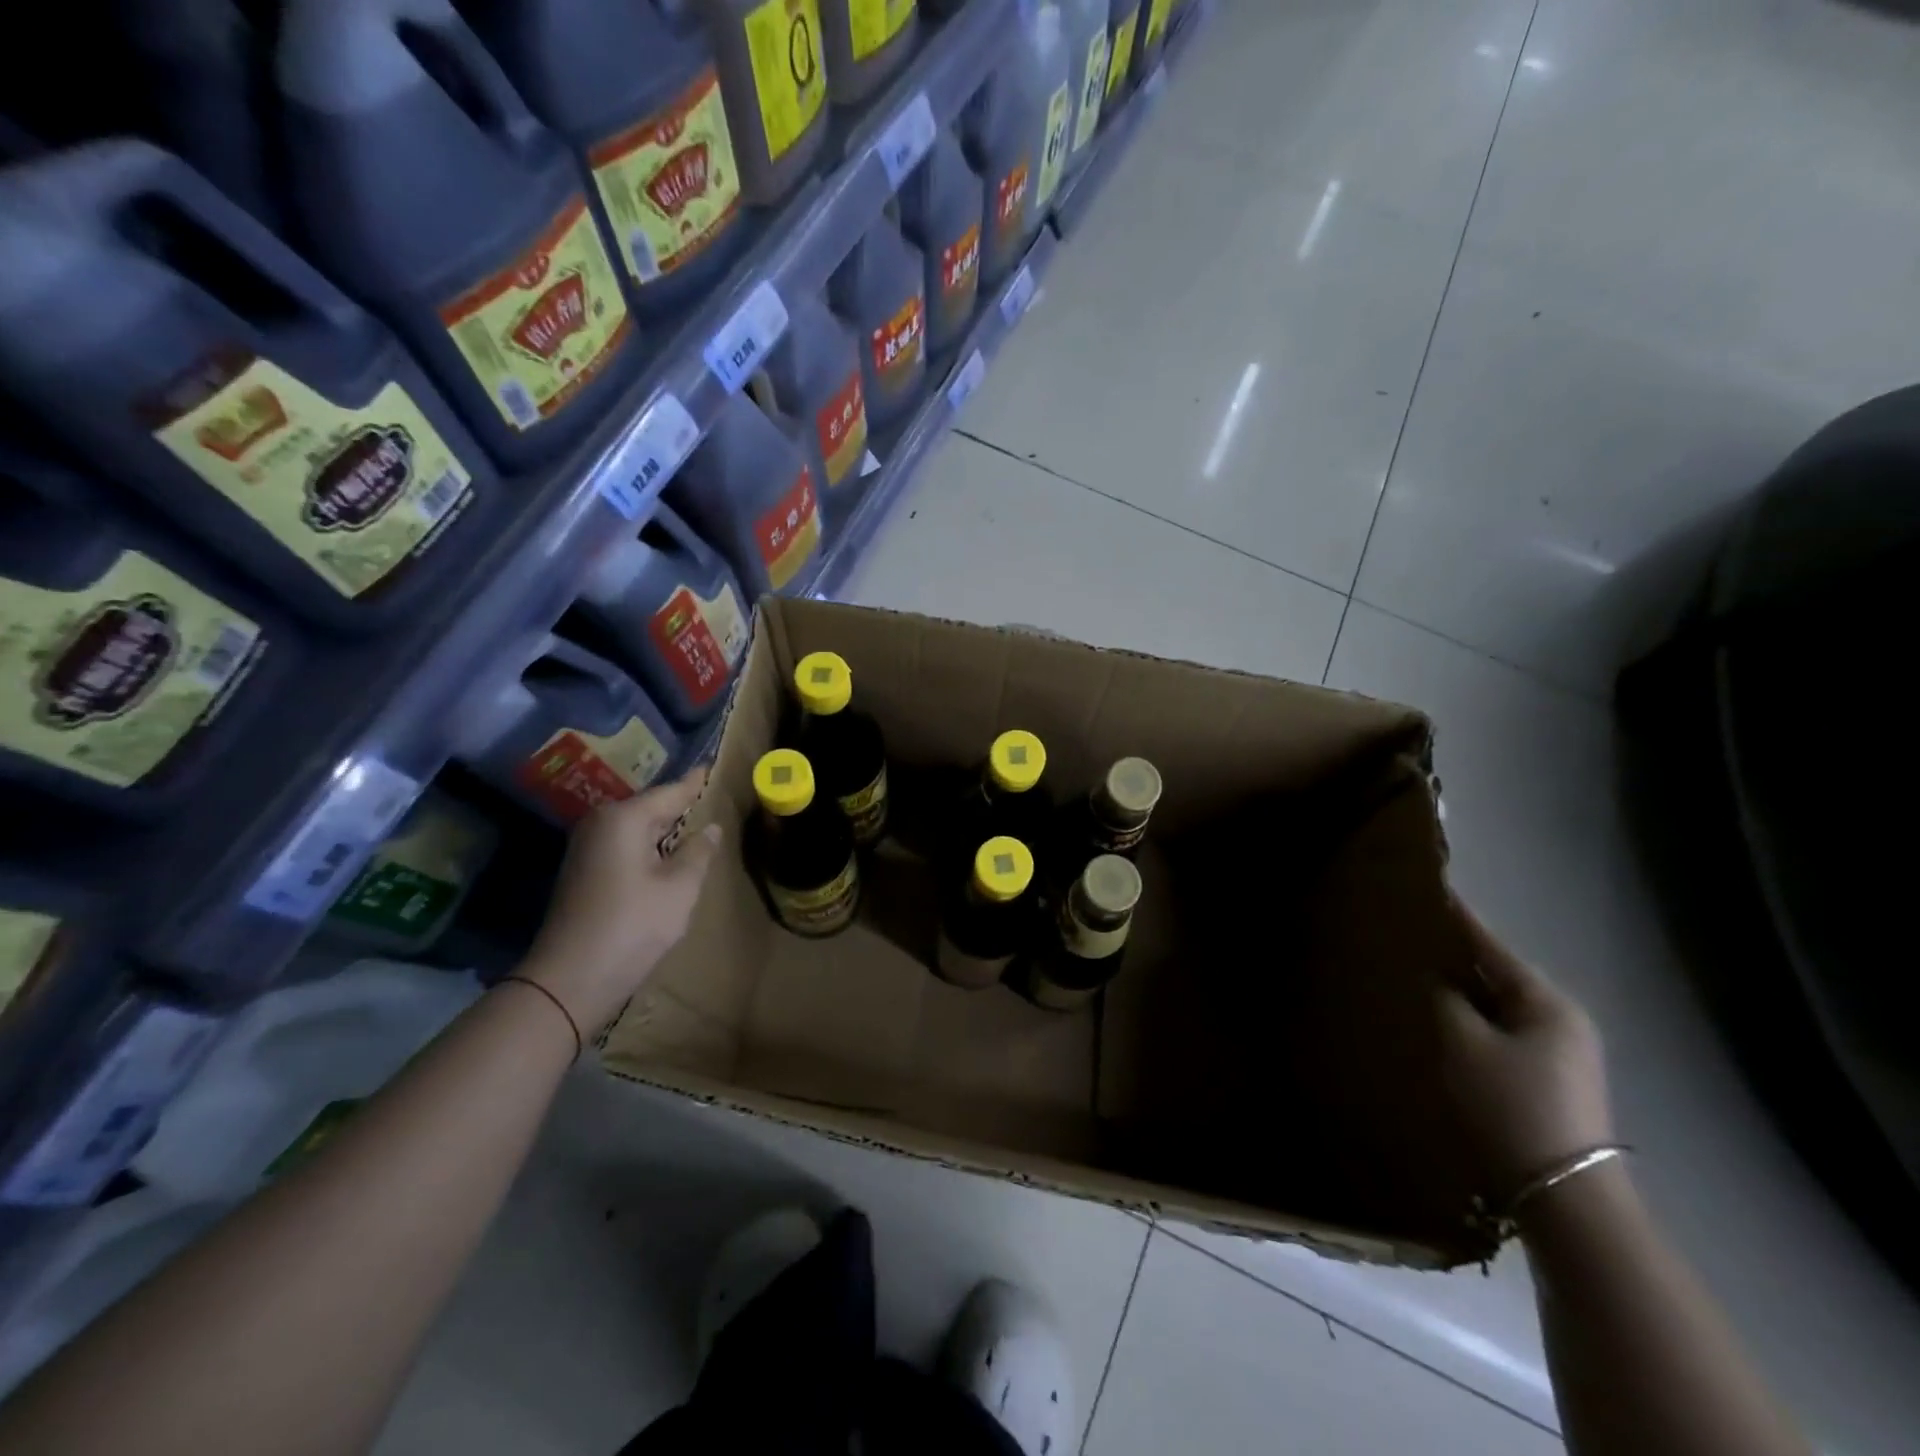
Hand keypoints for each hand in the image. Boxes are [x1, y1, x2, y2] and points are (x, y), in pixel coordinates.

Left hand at [521, 769, 721, 1035]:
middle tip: (708, 798)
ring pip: (636, 828)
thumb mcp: (679, 888)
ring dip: (663, 829)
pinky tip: (666, 855)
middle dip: (678, 806)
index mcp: (624, 819)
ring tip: (694, 824)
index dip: (694, 783)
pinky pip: (624, 846)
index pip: (670, 792)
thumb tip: (711, 828)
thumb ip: (698, 852)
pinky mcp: (583, 872)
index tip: (710, 767)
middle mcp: (600, 824)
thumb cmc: (632, 926)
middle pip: (650, 808)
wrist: (570, 979)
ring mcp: (586, 848)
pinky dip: (648, 847)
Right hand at [1437, 899, 1615, 1206]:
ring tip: (1413, 973)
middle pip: (1496, 975)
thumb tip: (1433, 977)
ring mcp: (1558, 1055)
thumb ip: (1443, 999)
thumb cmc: (1512, 1106)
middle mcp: (1561, 1021)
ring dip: (1459, 993)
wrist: (1564, 1199)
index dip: (1457, 918)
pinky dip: (1469, 1022)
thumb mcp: (1464, 1043)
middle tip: (1407, 935)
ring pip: (1495, 1007)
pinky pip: (1498, 1034)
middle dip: (1453, 957)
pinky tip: (1438, 1021)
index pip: (1492, 946)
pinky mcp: (1546, 1082)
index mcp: (1548, 1003)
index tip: (1428, 890)